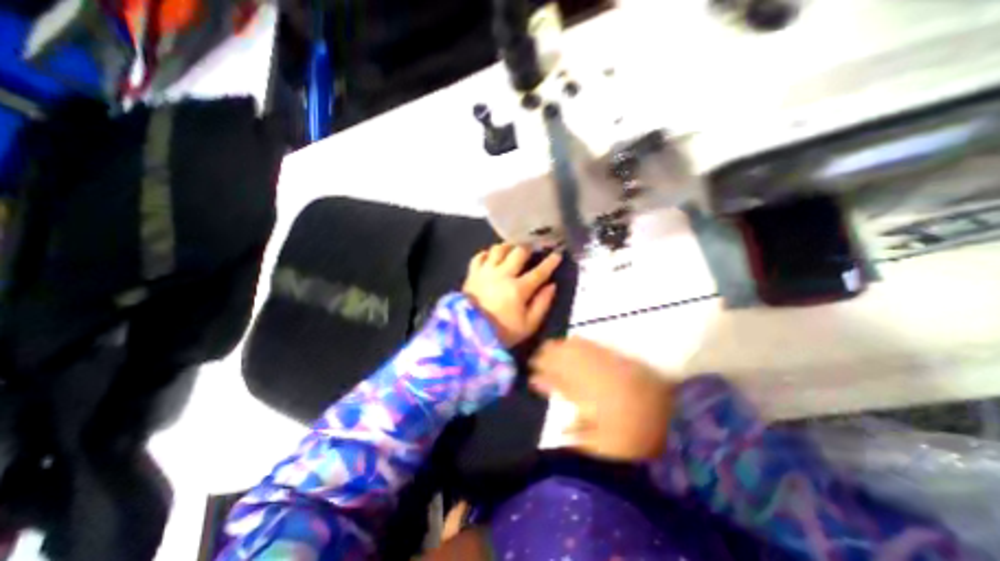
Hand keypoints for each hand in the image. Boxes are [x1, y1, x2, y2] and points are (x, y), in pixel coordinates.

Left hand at [461, 244, 560, 348]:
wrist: (468, 334)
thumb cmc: (502, 332)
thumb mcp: (528, 325)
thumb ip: (542, 304)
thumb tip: (552, 286)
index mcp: (518, 289)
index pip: (539, 271)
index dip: (550, 262)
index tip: (558, 254)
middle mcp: (502, 275)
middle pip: (518, 252)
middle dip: (528, 248)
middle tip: (532, 250)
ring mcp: (485, 272)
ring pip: (498, 249)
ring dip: (507, 247)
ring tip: (512, 250)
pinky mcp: (472, 274)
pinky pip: (479, 256)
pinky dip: (486, 254)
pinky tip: (491, 257)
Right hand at [530, 340, 671, 460]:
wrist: (672, 415)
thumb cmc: (637, 434)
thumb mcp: (607, 444)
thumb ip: (581, 435)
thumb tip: (560, 428)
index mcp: (588, 398)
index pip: (558, 384)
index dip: (543, 379)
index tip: (531, 377)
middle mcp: (592, 377)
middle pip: (564, 363)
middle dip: (547, 358)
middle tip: (534, 357)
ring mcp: (604, 365)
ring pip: (575, 351)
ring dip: (559, 348)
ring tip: (547, 345)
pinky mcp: (616, 358)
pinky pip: (592, 345)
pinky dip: (579, 341)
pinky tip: (573, 338)